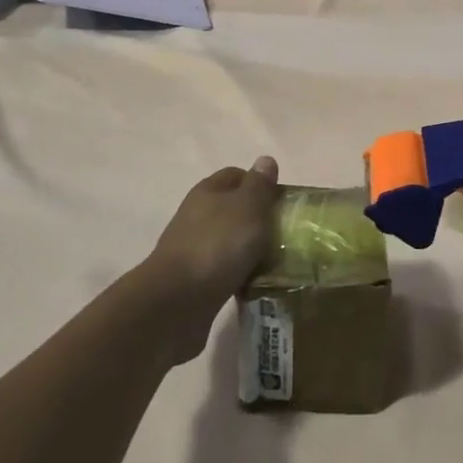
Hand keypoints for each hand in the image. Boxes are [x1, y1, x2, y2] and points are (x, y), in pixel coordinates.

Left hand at [140, 157, 279, 362]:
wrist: (177, 302)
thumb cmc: (218, 244)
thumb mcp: (248, 207)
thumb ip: (259, 185)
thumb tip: (265, 160)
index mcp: (208, 191)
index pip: (236, 175)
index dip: (260, 184)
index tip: (283, 202)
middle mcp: (197, 216)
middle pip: (234, 209)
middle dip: (259, 219)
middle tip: (286, 233)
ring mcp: (194, 249)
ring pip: (230, 242)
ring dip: (250, 250)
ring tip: (278, 262)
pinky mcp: (194, 281)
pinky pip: (225, 271)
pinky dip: (240, 275)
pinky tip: (257, 285)